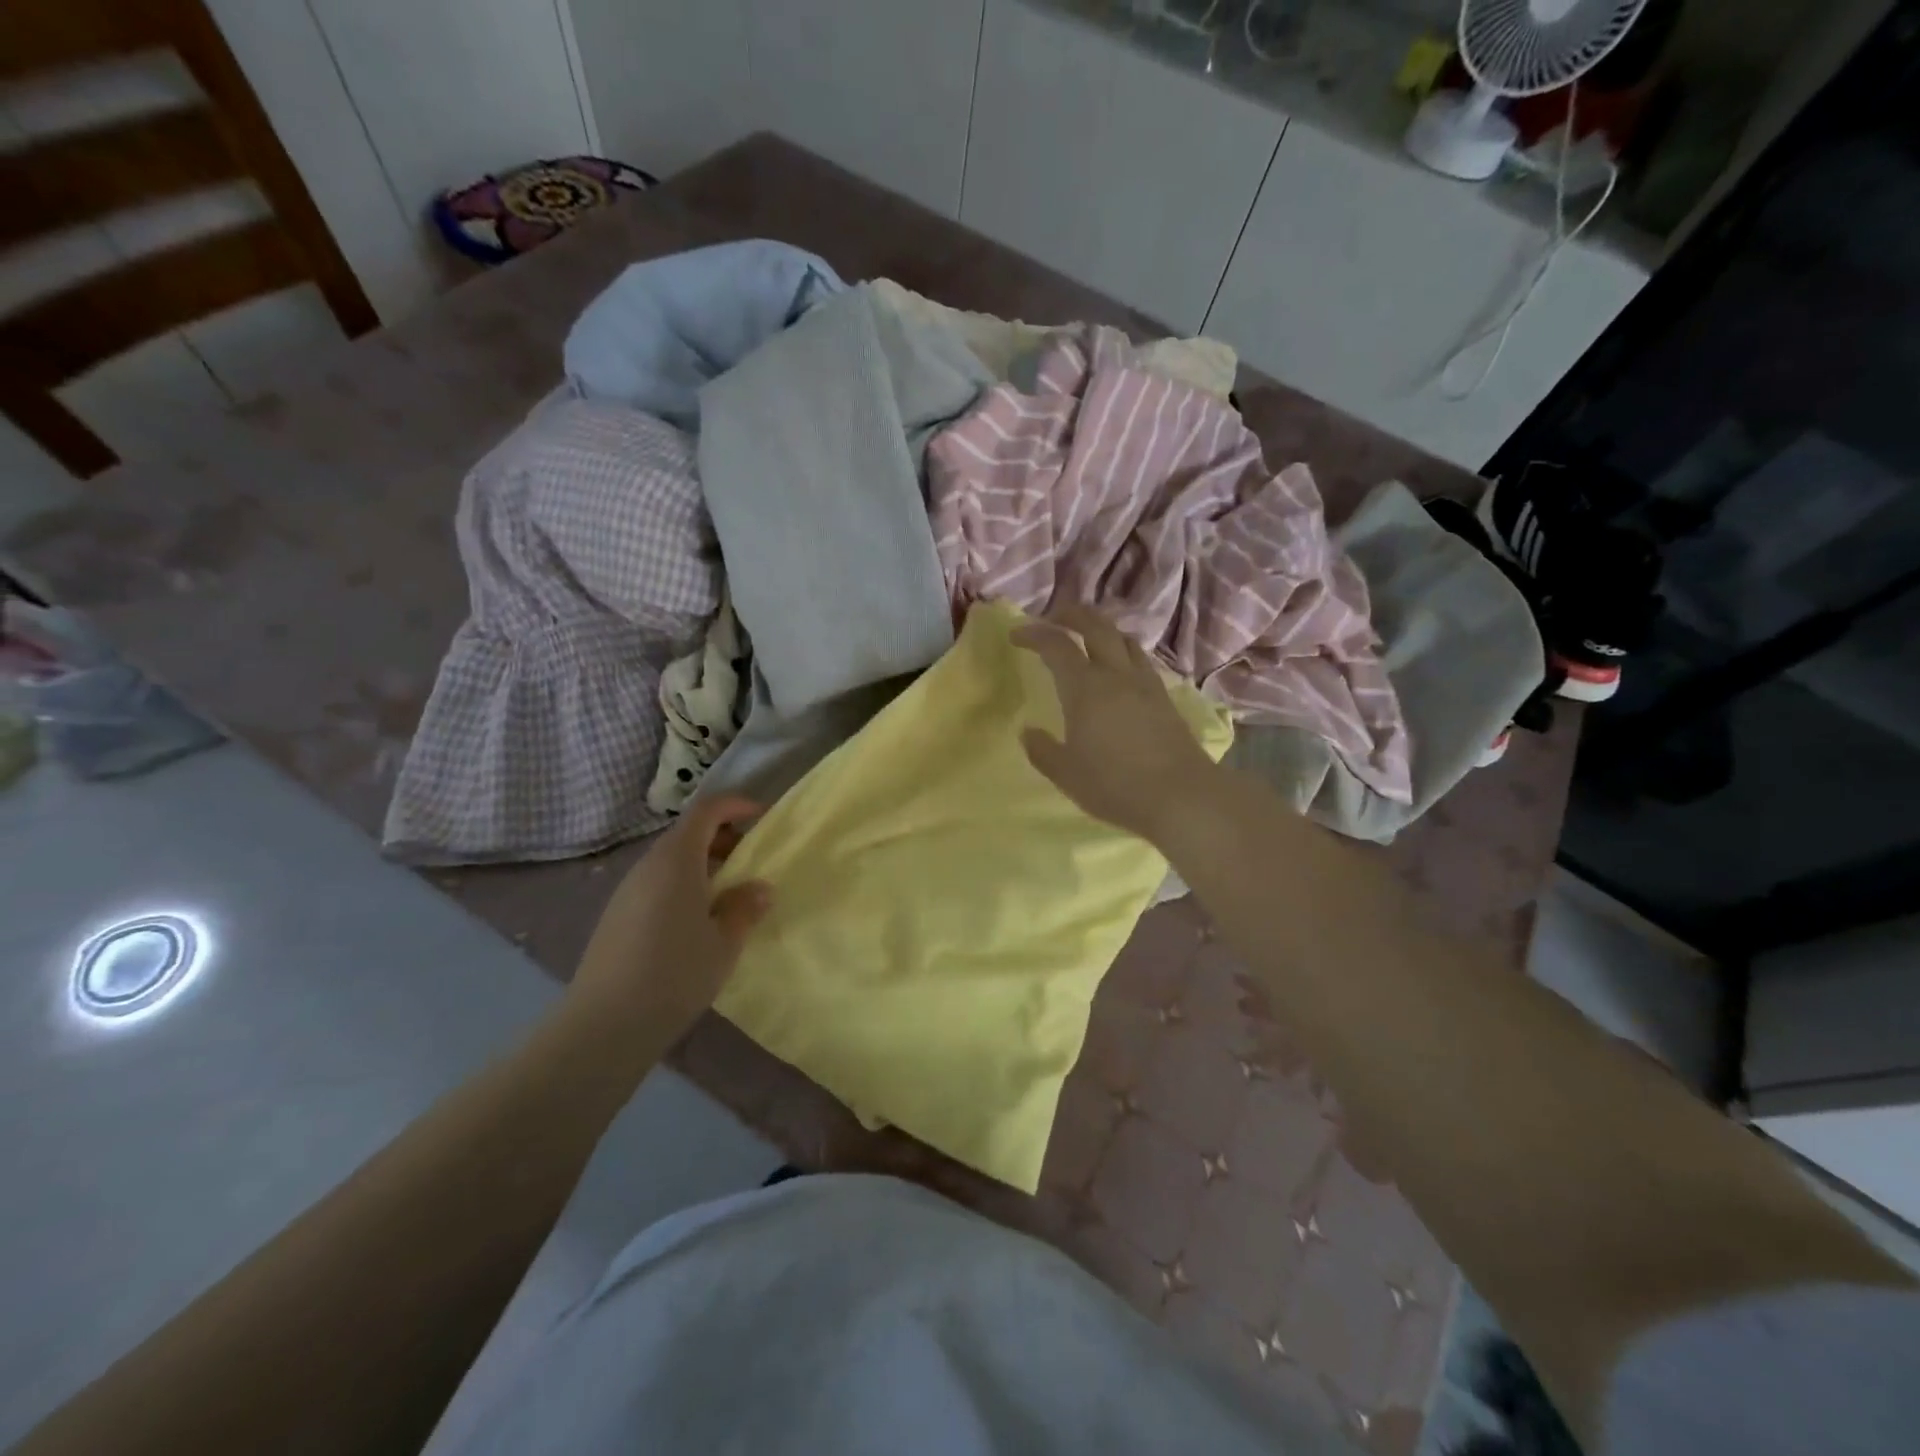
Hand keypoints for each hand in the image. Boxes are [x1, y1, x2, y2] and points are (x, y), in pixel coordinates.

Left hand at [566, 796, 771, 1044]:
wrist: (604, 1026)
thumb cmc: (675, 974)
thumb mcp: (725, 942)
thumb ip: (744, 908)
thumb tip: (759, 888)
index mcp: (677, 859)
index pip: (707, 810)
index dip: (736, 805)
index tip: (763, 818)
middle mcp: (648, 866)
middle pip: (687, 833)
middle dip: (722, 837)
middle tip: (751, 861)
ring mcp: (627, 891)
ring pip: (671, 861)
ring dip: (703, 864)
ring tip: (729, 895)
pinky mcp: (616, 917)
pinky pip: (657, 884)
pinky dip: (683, 886)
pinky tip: (697, 923)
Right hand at [1012, 604, 1218, 845]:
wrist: (1182, 796)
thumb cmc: (1115, 785)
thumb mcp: (1067, 774)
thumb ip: (1043, 751)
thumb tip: (1028, 733)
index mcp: (1085, 688)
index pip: (1057, 645)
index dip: (1034, 634)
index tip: (1016, 634)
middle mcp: (1116, 675)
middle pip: (1096, 626)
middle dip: (1072, 615)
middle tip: (1054, 618)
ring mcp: (1145, 684)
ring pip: (1124, 639)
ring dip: (1102, 629)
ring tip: (1089, 639)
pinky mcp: (1165, 698)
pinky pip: (1141, 660)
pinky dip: (1123, 652)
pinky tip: (1120, 670)